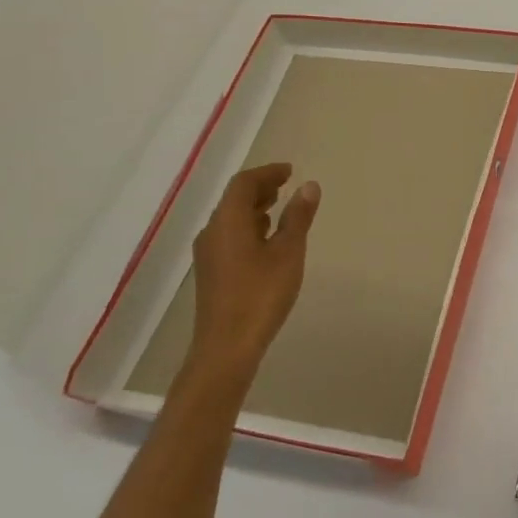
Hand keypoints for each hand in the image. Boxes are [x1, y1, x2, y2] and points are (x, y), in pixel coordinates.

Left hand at [187, 163, 320, 386]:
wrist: (226, 346)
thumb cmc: (261, 294)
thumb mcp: (288, 252)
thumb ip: (298, 217)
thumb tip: (308, 186)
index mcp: (229, 221)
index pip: (244, 184)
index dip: (267, 173)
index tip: (290, 171)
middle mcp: (213, 232)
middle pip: (233, 199)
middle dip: (260, 188)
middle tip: (286, 185)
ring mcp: (209, 254)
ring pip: (230, 218)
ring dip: (254, 207)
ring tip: (280, 208)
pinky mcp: (211, 272)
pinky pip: (229, 235)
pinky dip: (249, 226)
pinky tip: (266, 240)